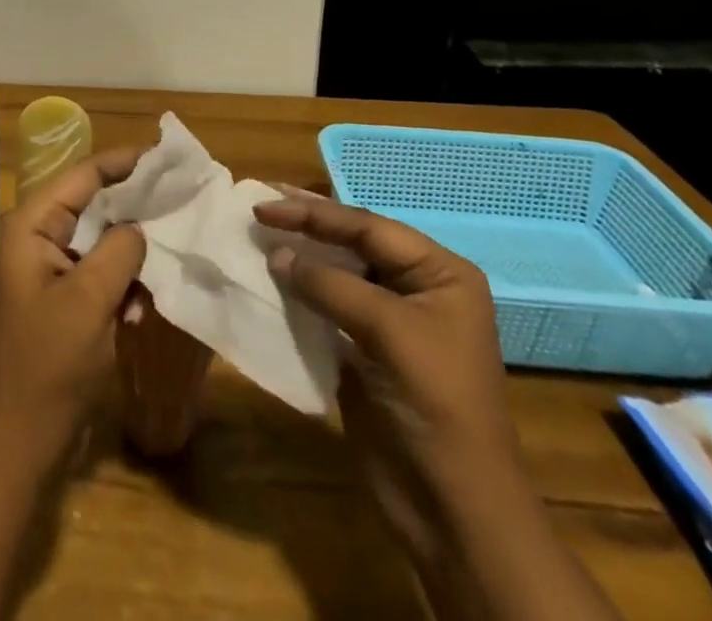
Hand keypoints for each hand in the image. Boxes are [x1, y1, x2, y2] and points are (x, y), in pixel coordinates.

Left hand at [0, 147, 147, 467]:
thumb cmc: (47, 365)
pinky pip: (96, 269)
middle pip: (91, 202)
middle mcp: (35, 237)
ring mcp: (45, 270)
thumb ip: (119, 249)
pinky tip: (148, 293)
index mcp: (31, 226)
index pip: (83, 175)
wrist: (15, 444)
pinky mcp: (58, 299)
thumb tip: (141, 225)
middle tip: (181, 194)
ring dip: (131, 243)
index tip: (167, 157)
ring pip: (98, 237)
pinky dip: (122, 275)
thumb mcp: (89, 300)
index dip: (125, 163)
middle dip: (134, 201)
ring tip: (174, 235)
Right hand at [254, 195, 524, 549]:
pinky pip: (329, 306)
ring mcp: (392, 320)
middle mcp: (417, 287)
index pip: (368, 227)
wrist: (452, 508)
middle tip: (260, 203)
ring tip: (259, 233)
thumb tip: (276, 254)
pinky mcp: (367, 350)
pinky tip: (272, 278)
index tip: (265, 205)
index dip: (314, 213)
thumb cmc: (434, 404)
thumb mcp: (388, 332)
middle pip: (354, 242)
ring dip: (301, 255)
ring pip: (338, 272)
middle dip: (308, 224)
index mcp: (440, 273)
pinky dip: (300, 291)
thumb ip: (330, 285)